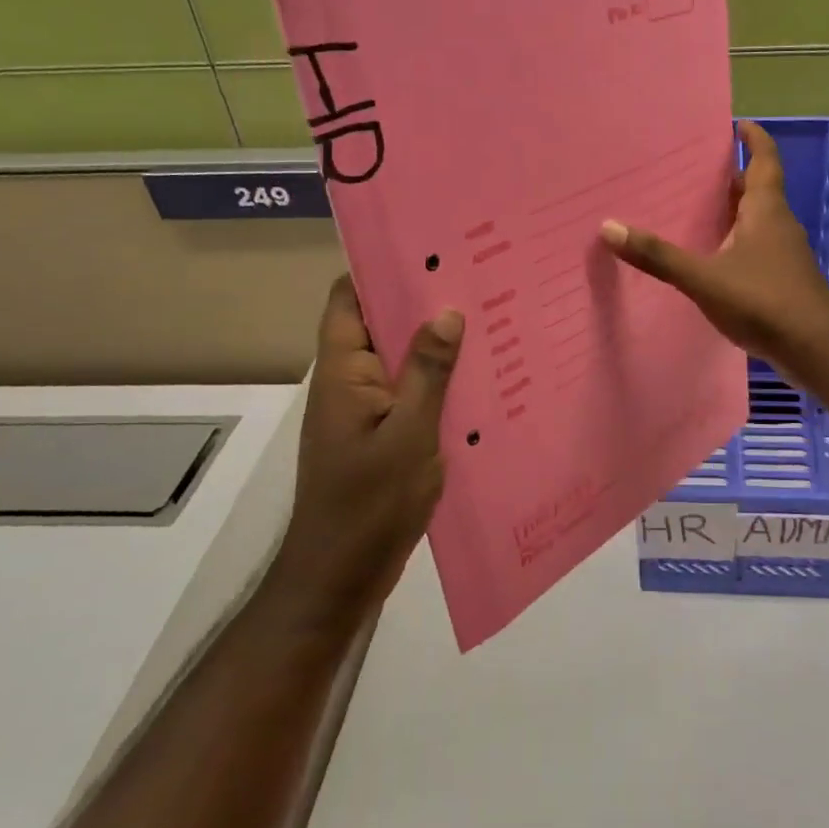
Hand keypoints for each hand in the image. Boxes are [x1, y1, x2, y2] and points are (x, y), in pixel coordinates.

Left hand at [270, 275, 463, 617]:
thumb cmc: (369, 505)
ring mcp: (364, 412)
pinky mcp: (381, 437)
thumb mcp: (408, 434)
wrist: (339, 579)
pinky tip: (481, 379)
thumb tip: (446, 312)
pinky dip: (439, 381)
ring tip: (489, 318)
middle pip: (379, 324)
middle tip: (477, 277)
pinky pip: (410, 393)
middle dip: (422, 302)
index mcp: (343, 372)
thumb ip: (427, 371)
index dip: (380, 268)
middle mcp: (349, 383)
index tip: (429, 248)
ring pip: (399, 360)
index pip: (348, 298)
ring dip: (435, 343)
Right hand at [601, 120, 828, 373]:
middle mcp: (779, 224)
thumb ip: (659, 256)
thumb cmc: (763, 300)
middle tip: (696, 171)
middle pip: (758, 189)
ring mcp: (785, 253)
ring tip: (697, 211)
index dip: (754, 139)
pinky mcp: (784, 279)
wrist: (814, 348)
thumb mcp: (704, 277)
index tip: (737, 124)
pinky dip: (737, 242)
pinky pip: (757, 247)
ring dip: (733, 211)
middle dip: (732, 177)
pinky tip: (714, 259)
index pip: (765, 159)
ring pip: (758, 220)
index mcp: (766, 209)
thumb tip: (609, 228)